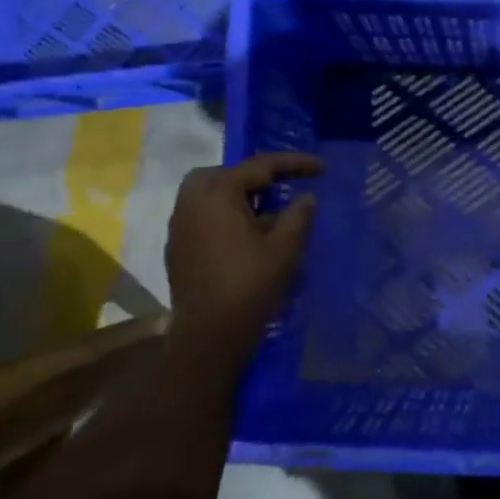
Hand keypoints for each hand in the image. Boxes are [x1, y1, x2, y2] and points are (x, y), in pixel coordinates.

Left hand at [166, 153, 322, 352]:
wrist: (209, 334)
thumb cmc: (250, 286)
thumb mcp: (284, 249)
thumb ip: (298, 216)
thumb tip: (306, 198)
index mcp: (218, 193)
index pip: (261, 166)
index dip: (295, 164)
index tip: (322, 168)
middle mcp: (192, 200)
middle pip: (228, 174)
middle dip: (257, 177)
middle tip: (283, 189)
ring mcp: (179, 223)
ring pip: (211, 194)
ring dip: (239, 197)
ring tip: (268, 214)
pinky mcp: (177, 246)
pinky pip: (202, 215)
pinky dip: (225, 215)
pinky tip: (246, 237)